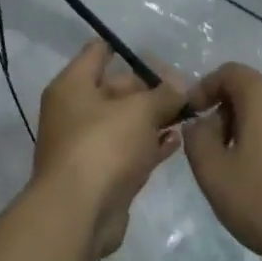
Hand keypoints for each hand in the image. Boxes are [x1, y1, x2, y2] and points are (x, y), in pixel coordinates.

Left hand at [34, 41, 185, 256]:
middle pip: (114, 88)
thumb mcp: (140, 111)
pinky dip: (149, 145)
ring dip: (153, 117)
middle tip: (186, 88)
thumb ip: (163, 94)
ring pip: (124, 122)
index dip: (124, 48)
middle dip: (149, 87)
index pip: (97, 52)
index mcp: (72, 86)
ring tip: (188, 112)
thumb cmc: (104, 146)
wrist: (79, 212)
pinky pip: (128, 150)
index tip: (157, 51)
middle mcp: (74, 111)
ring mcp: (86, 145)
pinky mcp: (100, 174)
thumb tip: (178, 86)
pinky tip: (176, 141)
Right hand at [182, 62, 261, 260]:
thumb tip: (199, 124)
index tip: (190, 118)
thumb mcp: (215, 175)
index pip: (228, 72)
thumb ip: (197, 141)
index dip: (203, 89)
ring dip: (246, 134)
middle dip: (224, 115)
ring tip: (236, 172)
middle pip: (250, 92)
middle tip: (210, 152)